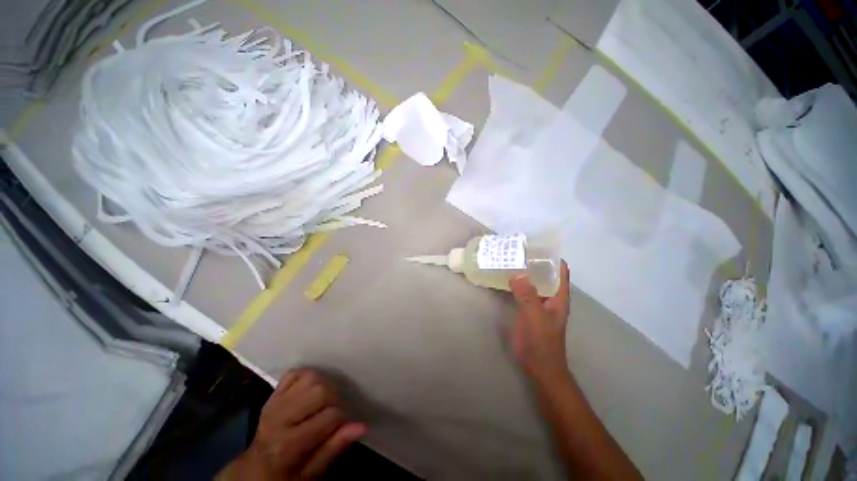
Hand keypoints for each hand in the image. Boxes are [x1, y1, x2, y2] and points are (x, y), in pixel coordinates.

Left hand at [219, 369, 365, 479]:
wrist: (256, 470)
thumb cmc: (287, 475)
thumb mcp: (311, 473)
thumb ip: (334, 448)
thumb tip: (362, 426)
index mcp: (288, 443)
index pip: (330, 416)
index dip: (343, 420)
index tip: (343, 427)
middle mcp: (280, 418)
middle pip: (321, 391)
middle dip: (335, 400)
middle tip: (333, 414)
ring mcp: (275, 402)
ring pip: (311, 377)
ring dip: (323, 386)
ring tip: (323, 402)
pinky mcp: (273, 394)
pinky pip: (295, 372)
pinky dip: (307, 377)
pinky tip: (310, 391)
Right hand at [508, 260, 570, 384]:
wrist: (540, 368)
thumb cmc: (542, 344)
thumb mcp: (535, 319)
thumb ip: (527, 297)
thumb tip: (517, 274)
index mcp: (558, 297)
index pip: (560, 271)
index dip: (552, 257)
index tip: (536, 245)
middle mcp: (550, 297)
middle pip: (545, 274)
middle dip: (534, 262)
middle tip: (516, 250)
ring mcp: (539, 304)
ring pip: (533, 282)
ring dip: (524, 272)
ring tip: (509, 260)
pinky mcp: (528, 310)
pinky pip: (523, 292)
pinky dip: (516, 283)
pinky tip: (505, 278)